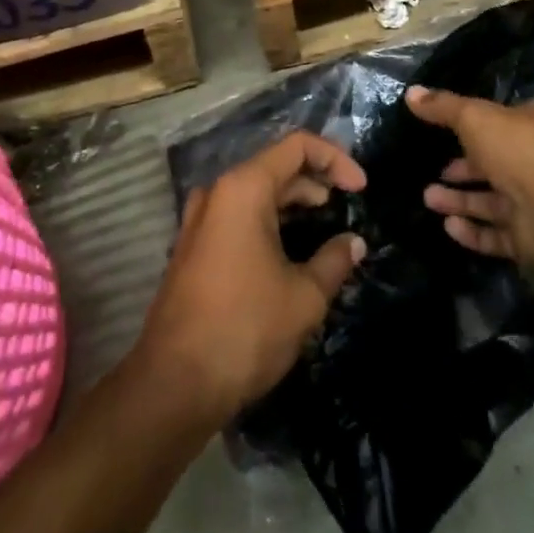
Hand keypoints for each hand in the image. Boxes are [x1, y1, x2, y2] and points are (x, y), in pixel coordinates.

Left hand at [133, 132, 366, 423]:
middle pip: (276, 166)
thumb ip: (334, 260)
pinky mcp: (194, 247)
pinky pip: (239, 216)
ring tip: (325, 228)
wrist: (172, 386)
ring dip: (293, 202)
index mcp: (244, 188)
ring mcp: (200, 219)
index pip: (297, 147)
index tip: (361, 189)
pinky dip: (269, 221)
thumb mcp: (303, 297)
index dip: (335, 159)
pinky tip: (290, 250)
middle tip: (347, 207)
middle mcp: (218, 193)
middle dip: (316, 182)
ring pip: (256, 192)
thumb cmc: (244, 330)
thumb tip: (354, 242)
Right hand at [406, 86, 533, 267]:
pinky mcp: (532, 239)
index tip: (443, 132)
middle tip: (433, 173)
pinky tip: (449, 227)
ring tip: (428, 199)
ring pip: (492, 202)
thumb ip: (443, 106)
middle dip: (461, 170)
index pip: (501, 122)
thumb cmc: (519, 150)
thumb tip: (411, 92)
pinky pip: (497, 235)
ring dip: (460, 200)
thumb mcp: (474, 117)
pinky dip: (473, 231)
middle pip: (494, 164)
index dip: (473, 127)